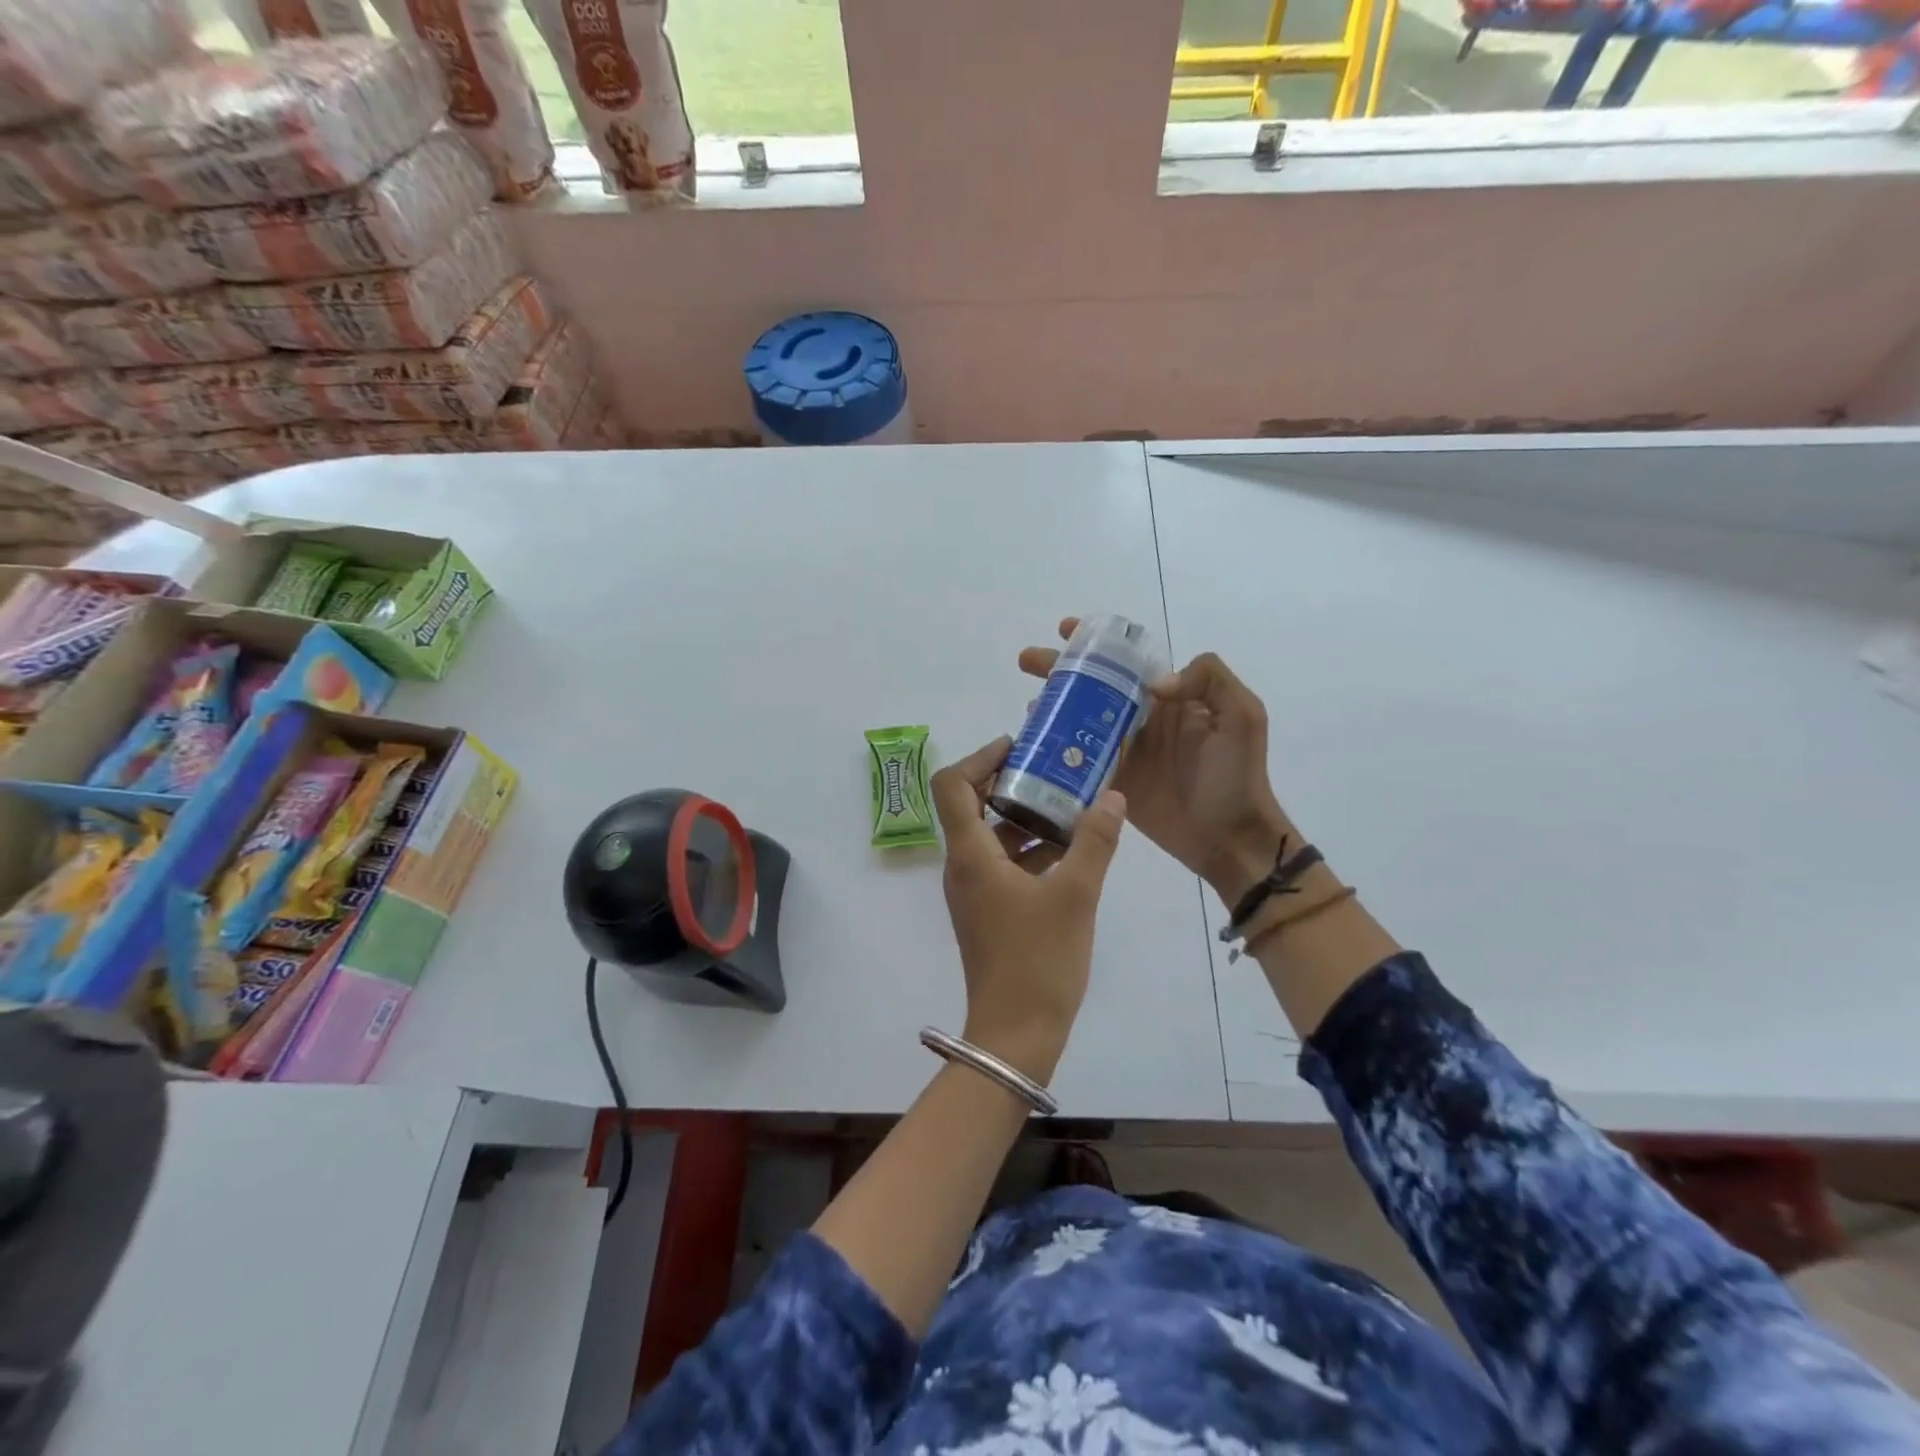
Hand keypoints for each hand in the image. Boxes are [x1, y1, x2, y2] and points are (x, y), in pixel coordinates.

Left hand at [930, 734, 1127, 1084]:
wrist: (1016, 1034)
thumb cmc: (1039, 960)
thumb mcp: (1076, 895)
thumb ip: (1095, 841)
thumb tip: (1111, 796)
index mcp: (970, 855)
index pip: (952, 785)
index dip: (980, 757)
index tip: (1019, 747)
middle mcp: (962, 867)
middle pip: (971, 805)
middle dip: (1010, 782)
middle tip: (1053, 768)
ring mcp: (973, 891)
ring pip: (991, 837)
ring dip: (1024, 816)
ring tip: (1070, 804)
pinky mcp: (988, 911)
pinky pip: (1003, 864)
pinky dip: (1029, 849)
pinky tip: (1071, 851)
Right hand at [1019, 618, 1288, 906]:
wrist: (1230, 836)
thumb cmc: (1237, 774)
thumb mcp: (1243, 715)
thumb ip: (1209, 680)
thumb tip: (1154, 684)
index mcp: (1169, 697)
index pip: (1127, 661)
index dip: (1096, 643)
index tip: (1068, 630)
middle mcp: (1141, 718)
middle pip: (1093, 686)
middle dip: (1060, 669)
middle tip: (1028, 661)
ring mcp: (1123, 751)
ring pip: (1079, 719)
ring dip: (1052, 706)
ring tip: (1029, 702)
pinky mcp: (1111, 781)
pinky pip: (1078, 759)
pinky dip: (1054, 746)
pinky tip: (1033, 738)